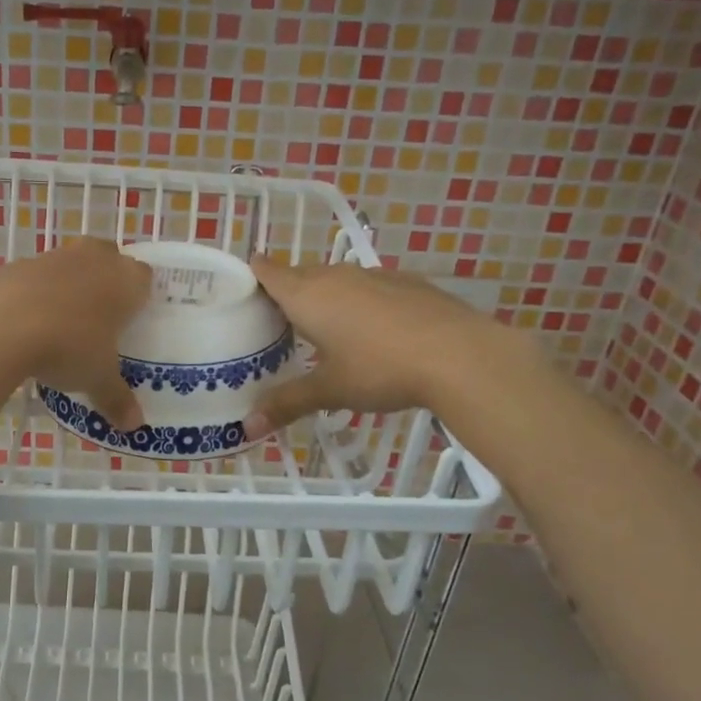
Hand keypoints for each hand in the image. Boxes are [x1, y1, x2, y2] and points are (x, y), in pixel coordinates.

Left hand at [0, 239, 152, 429]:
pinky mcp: (17, 263)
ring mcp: (54, 257)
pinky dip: (37, 293)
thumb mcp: (97, 379)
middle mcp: (94, 259)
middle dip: (107, 281)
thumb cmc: (68, 345)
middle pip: (109, 258)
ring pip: (72, 264)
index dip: (140, 296)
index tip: (132, 320)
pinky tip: (28, 321)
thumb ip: (117, 399)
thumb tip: (134, 427)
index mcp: (125, 280)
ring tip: (63, 322)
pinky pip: (37, 276)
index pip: (144, 277)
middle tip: (101, 318)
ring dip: (70, 285)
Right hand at [244, 255, 513, 440]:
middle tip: (274, 324)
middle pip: (299, 275)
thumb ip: (287, 404)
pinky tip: (371, 332)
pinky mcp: (407, 283)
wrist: (460, 354)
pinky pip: (368, 287)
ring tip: (321, 330)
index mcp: (308, 296)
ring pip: (336, 280)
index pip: (267, 271)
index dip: (251, 275)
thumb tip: (247, 429)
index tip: (240, 291)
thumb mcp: (330, 390)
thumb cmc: (380, 368)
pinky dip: (359, 303)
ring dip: (324, 298)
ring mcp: (375, 276)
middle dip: (285, 293)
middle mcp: (336, 276)